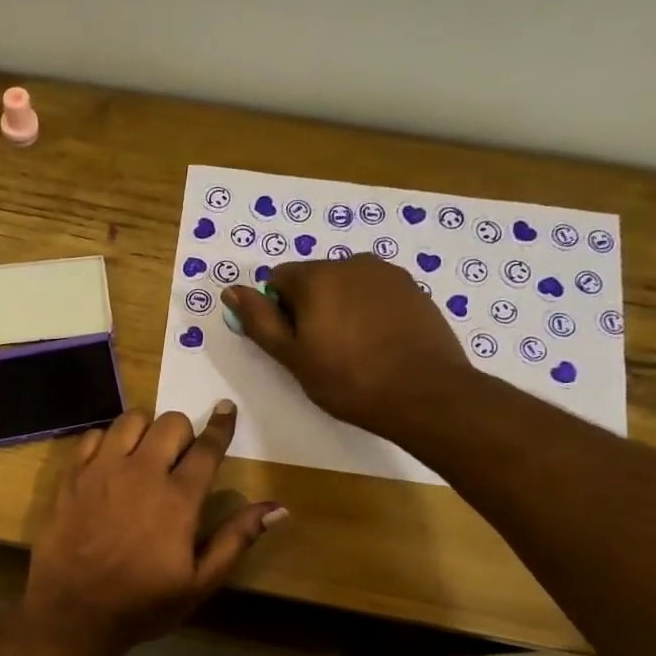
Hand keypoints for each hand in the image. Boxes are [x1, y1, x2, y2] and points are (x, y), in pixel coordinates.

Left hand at [24, 403, 286, 649]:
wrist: (73, 612)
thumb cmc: (142, 603)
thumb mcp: (199, 583)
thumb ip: (236, 539)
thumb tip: (278, 507)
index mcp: (178, 498)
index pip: (207, 447)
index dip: (221, 425)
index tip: (225, 408)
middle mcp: (141, 472)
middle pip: (170, 423)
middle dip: (182, 433)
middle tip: (179, 457)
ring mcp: (102, 470)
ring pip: (131, 420)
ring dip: (145, 430)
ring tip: (144, 454)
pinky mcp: (72, 475)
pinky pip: (94, 435)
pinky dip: (107, 441)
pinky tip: (110, 463)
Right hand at [223, 256, 477, 440]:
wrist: (424, 393)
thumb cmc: (348, 380)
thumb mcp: (292, 356)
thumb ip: (259, 320)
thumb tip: (231, 290)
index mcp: (316, 276)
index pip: (277, 280)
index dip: (278, 312)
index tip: (293, 343)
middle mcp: (351, 262)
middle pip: (313, 279)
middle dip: (310, 308)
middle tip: (322, 351)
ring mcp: (387, 273)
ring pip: (346, 286)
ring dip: (340, 308)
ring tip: (354, 349)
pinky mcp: (413, 288)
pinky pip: (375, 293)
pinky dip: (369, 312)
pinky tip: (379, 344)